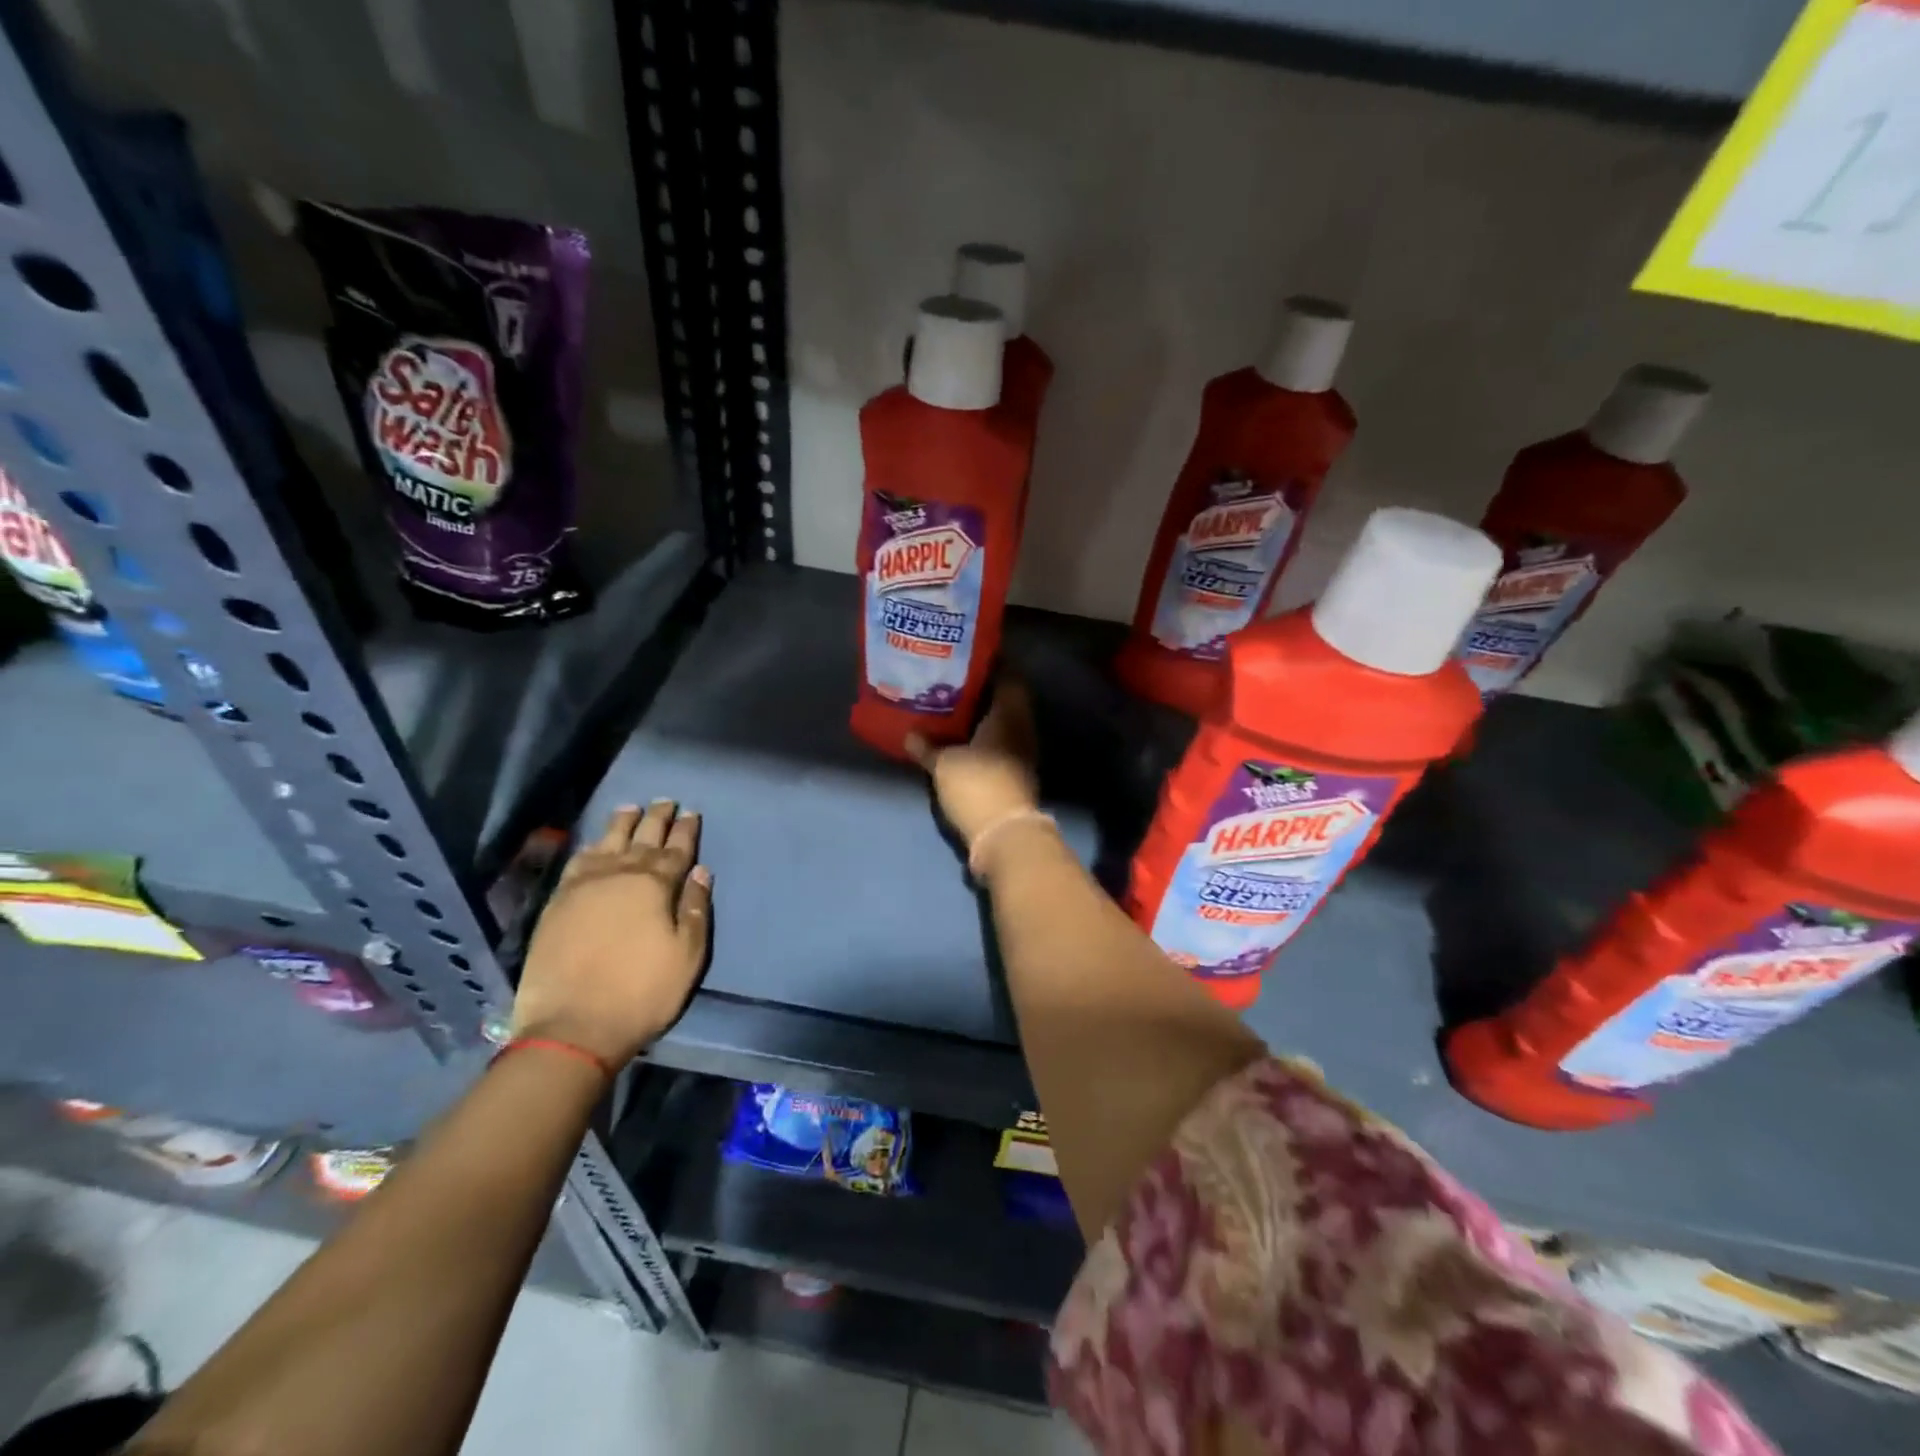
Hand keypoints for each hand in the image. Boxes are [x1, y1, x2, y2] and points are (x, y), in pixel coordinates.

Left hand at [513, 802, 712, 1067]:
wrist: (572, 1027)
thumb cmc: (642, 992)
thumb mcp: (687, 955)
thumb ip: (694, 908)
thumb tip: (700, 871)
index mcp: (654, 886)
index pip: (675, 850)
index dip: (685, 831)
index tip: (692, 812)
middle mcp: (618, 875)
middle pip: (642, 839)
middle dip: (657, 819)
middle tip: (666, 801)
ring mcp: (583, 887)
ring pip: (607, 843)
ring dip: (622, 824)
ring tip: (631, 808)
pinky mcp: (556, 904)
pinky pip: (576, 863)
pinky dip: (589, 847)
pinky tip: (594, 844)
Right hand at [907, 680, 1040, 851]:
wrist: (1005, 833)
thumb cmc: (977, 785)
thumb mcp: (943, 764)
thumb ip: (926, 746)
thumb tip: (909, 734)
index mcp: (1009, 714)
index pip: (1008, 676)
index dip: (991, 664)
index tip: (967, 657)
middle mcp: (1022, 727)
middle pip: (1006, 699)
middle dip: (982, 691)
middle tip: (952, 681)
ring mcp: (1023, 752)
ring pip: (1004, 723)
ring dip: (983, 716)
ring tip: (952, 709)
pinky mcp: (1017, 773)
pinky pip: (1001, 744)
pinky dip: (984, 738)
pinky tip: (962, 739)